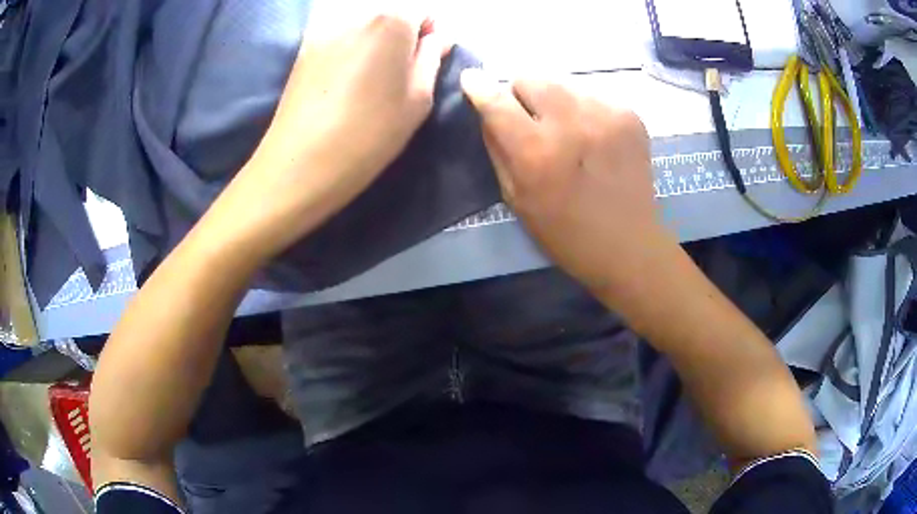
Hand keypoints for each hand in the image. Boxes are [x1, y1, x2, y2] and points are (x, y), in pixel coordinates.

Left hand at [210, 11, 447, 259]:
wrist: (300, 163)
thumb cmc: (369, 134)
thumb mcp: (418, 99)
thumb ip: (431, 59)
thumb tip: (438, 38)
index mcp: (391, 19)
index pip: (423, 7)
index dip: (429, 28)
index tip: (425, 54)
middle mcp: (356, 12)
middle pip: (391, 8)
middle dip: (403, 28)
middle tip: (401, 63)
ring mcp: (325, 27)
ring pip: (363, 18)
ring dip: (376, 35)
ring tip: (373, 69)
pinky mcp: (305, 45)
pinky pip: (338, 30)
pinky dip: (351, 41)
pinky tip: (347, 72)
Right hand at [461, 71, 676, 302]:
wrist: (628, 244)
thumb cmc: (564, 232)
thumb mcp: (516, 198)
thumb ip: (497, 148)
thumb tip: (488, 111)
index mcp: (536, 151)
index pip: (497, 101)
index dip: (479, 87)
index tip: (471, 79)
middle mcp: (571, 123)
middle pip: (531, 78)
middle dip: (523, 95)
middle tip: (532, 121)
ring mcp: (605, 115)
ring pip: (563, 84)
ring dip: (556, 102)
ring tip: (568, 131)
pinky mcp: (629, 115)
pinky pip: (592, 96)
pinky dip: (585, 110)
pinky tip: (594, 137)